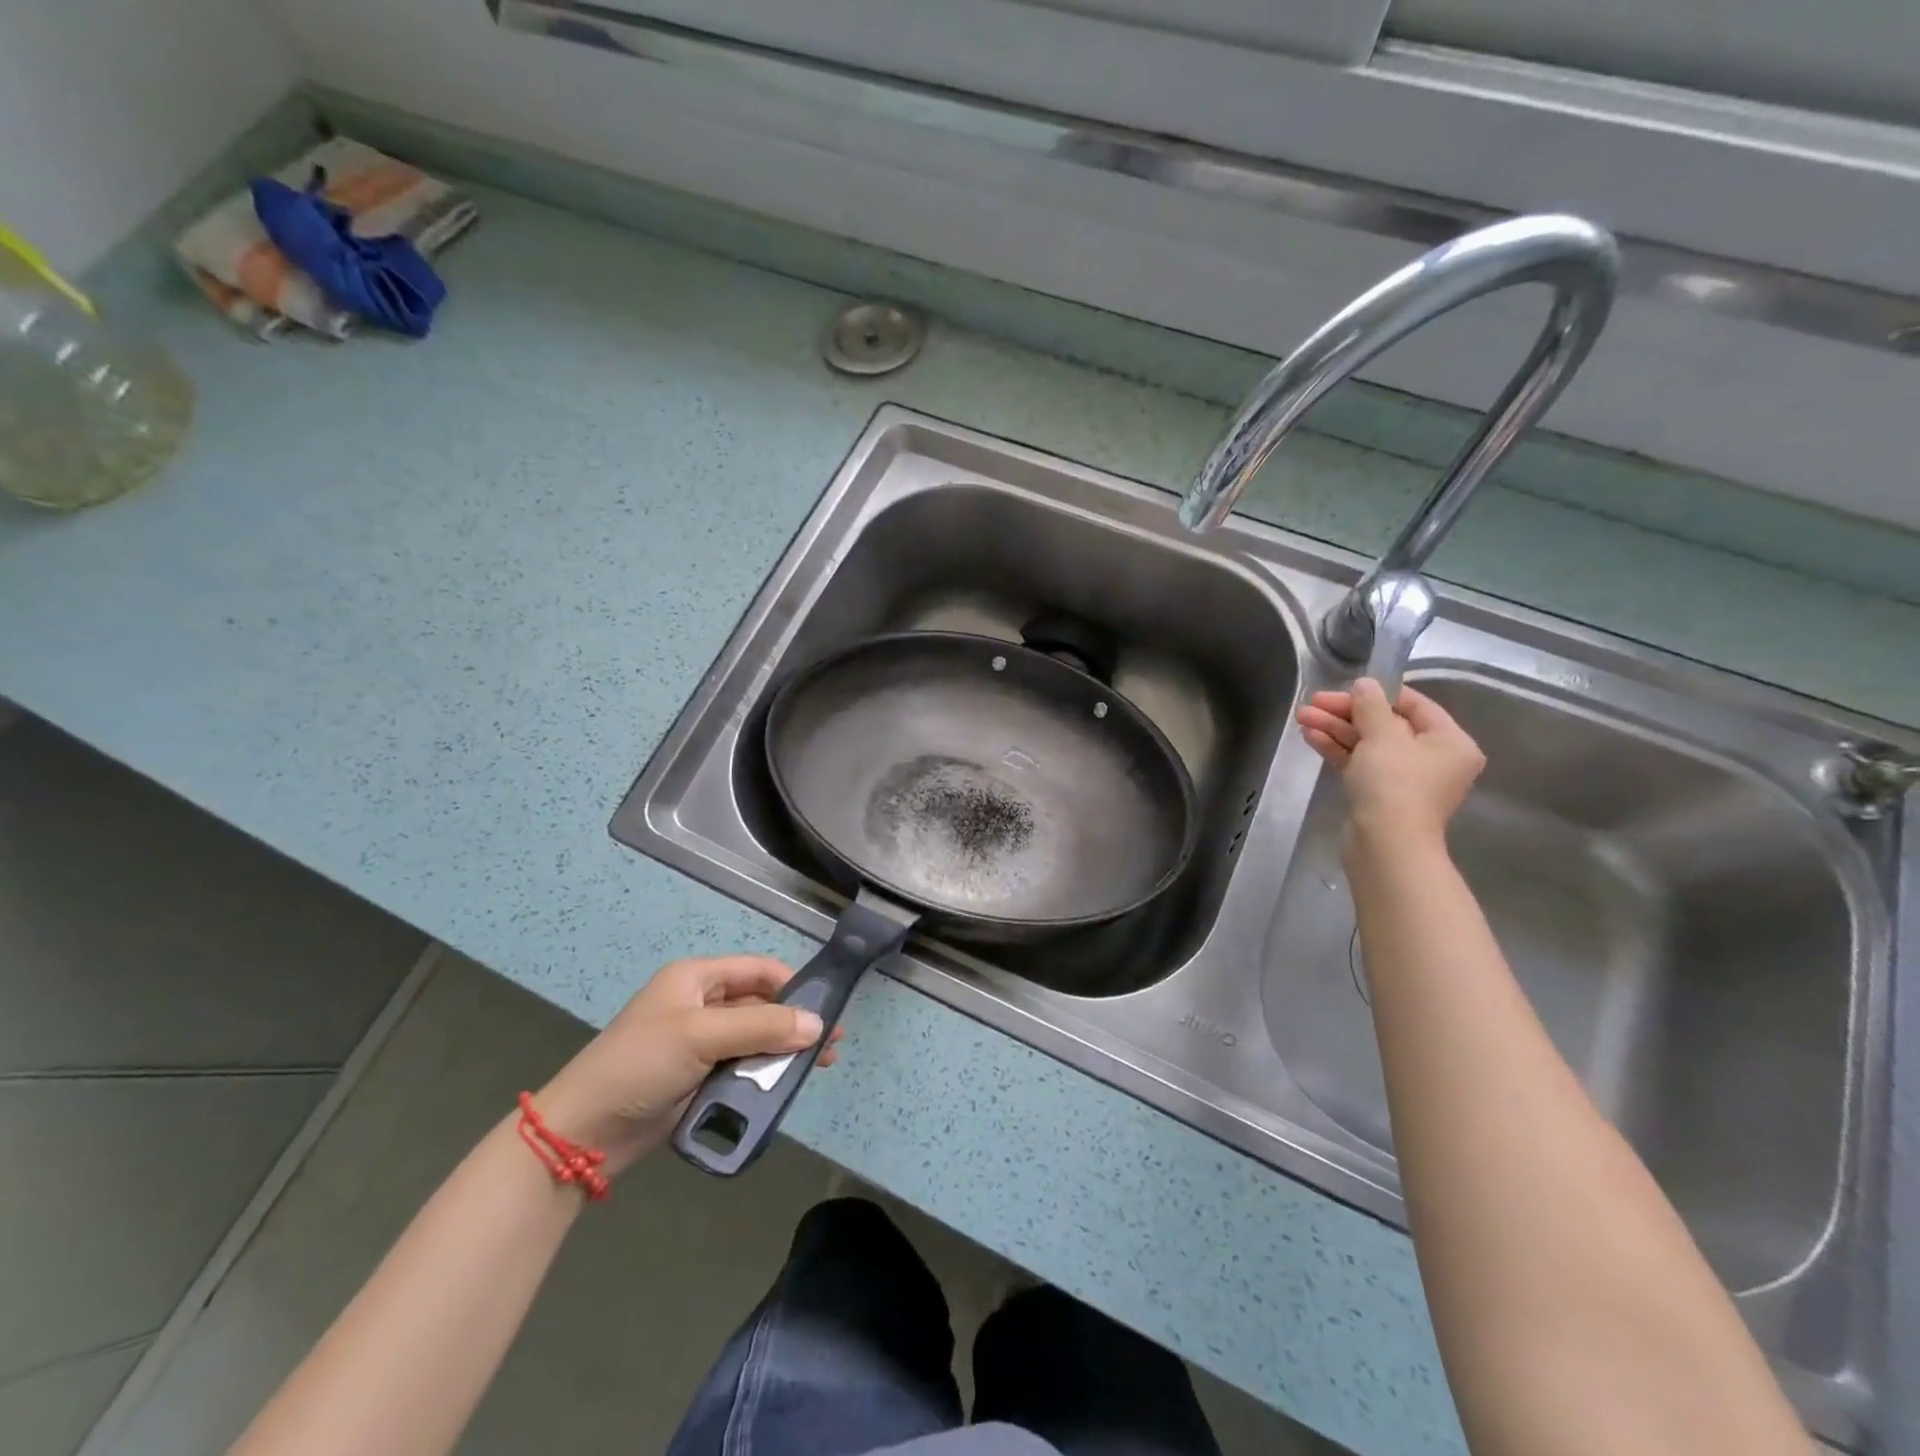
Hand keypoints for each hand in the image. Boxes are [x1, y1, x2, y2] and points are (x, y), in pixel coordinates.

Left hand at [532, 955, 839, 1176]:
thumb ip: (762, 1027)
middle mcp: (702, 1005)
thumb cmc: (641, 1065)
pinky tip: (786, 1087)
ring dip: (784, 1052)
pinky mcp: (699, 1078)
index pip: (759, 970)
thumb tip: (818, 1025)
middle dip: (795, 1023)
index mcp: (697, 979)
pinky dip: (764, 1076)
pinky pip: (742, 1069)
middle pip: (761, 1005)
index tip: (826, 1010)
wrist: (584, 1133)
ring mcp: (700, 1044)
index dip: (794, 986)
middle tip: (830, 1046)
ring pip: (756, 1040)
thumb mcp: (702, 1036)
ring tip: (818, 1068)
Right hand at [1296, 678, 1485, 847]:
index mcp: (1450, 741)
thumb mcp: (1382, 735)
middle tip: (1311, 703)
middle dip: (1346, 713)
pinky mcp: (1382, 796)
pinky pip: (1360, 763)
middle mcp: (1433, 759)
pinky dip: (1338, 749)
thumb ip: (1371, 705)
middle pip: (1386, 724)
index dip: (1376, 693)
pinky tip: (1311, 736)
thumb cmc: (1394, 783)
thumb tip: (1365, 684)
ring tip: (1302, 718)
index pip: (1413, 704)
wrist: (1386, 844)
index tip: (1342, 688)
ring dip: (1336, 729)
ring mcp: (1406, 780)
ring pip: (1368, 744)